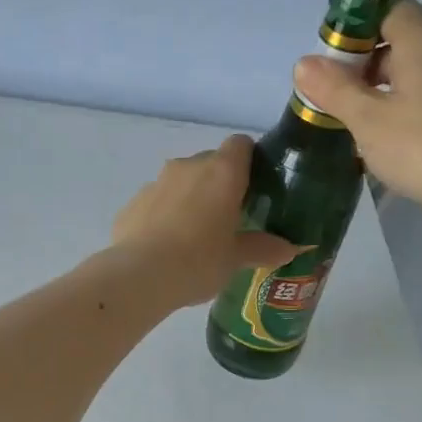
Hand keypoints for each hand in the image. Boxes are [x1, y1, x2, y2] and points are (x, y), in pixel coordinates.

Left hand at [110, 135, 294, 305]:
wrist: (139, 276)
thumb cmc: (198, 261)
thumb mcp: (235, 259)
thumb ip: (262, 248)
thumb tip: (290, 249)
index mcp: (222, 172)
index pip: (240, 145)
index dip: (249, 160)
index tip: (254, 187)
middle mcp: (188, 167)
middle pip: (209, 163)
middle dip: (218, 184)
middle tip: (227, 219)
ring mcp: (155, 182)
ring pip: (179, 182)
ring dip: (188, 199)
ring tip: (193, 236)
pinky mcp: (131, 203)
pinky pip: (155, 203)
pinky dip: (162, 216)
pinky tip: (164, 247)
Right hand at [292, 0, 421, 212]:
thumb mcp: (366, 120)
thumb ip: (334, 89)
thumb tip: (303, 63)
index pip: (388, 8)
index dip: (356, 27)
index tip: (332, 60)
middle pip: (402, 40)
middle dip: (366, 64)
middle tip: (337, 97)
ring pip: (418, 71)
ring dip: (386, 89)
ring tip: (360, 122)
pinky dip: (409, 107)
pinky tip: (394, 139)